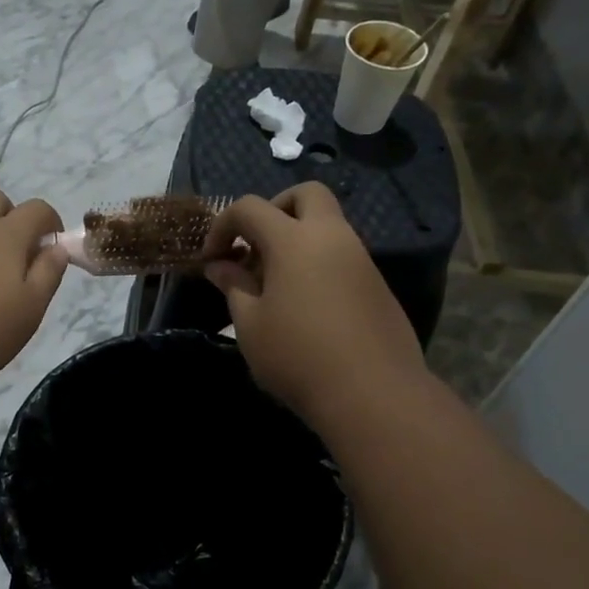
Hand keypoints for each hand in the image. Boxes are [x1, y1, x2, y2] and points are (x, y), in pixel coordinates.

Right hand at [201, 182, 426, 426]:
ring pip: (327, 225)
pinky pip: (342, 255)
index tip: (211, 259)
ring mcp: (361, 259)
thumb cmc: (297, 356)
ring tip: (275, 284)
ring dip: (297, 239)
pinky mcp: (377, 285)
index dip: (222, 226)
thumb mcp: (249, 324)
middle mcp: (332, 237)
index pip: (250, 207)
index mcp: (294, 240)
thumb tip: (219, 266)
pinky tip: (306, 305)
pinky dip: (318, 263)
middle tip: (255, 247)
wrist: (373, 394)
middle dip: (274, 209)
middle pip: (306, 194)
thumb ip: (233, 286)